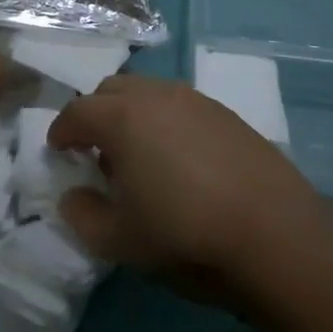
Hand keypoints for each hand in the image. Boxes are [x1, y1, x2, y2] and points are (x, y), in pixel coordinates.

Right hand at [48, 75, 326, 304]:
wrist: (275, 234)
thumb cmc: (185, 235)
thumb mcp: (121, 240)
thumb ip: (84, 216)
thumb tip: (72, 196)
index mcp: (122, 118)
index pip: (77, 112)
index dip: (62, 130)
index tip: (57, 149)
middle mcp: (155, 96)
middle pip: (112, 90)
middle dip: (95, 113)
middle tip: (96, 150)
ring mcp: (195, 100)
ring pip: (149, 93)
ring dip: (132, 114)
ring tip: (139, 155)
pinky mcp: (226, 114)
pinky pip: (181, 105)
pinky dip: (166, 121)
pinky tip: (179, 159)